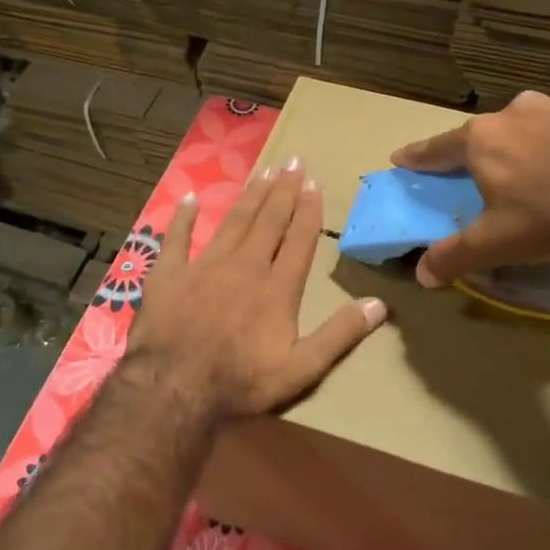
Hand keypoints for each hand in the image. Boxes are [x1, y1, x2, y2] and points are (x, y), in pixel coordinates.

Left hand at [125, 159, 388, 424]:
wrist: (174, 389)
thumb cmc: (241, 382)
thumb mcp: (301, 369)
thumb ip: (339, 334)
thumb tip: (379, 304)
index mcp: (277, 287)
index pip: (299, 240)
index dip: (308, 211)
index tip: (314, 184)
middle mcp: (244, 266)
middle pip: (268, 221)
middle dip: (283, 191)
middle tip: (293, 161)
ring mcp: (204, 266)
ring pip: (233, 222)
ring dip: (250, 195)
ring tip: (263, 171)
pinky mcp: (170, 274)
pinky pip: (177, 238)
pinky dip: (184, 217)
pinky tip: (191, 197)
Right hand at [391, 91, 549, 288]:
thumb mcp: (496, 242)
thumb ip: (454, 256)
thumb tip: (421, 275)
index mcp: (484, 139)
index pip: (438, 147)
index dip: (419, 156)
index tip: (402, 158)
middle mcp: (520, 111)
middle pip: (492, 131)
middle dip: (489, 149)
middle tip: (493, 173)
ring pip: (542, 123)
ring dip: (540, 142)